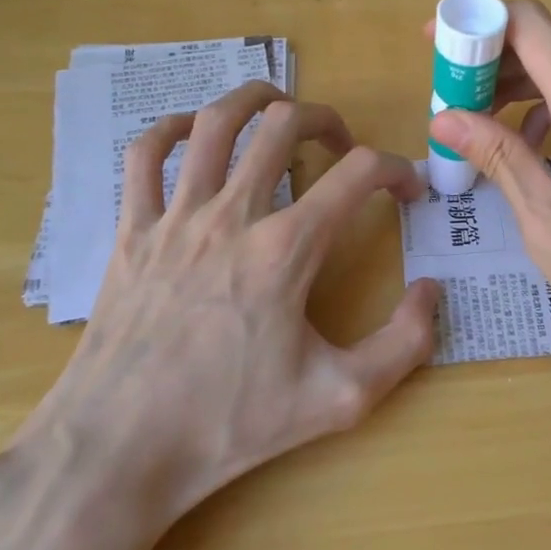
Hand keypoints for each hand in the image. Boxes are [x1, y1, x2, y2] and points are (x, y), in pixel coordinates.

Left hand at [23, 82, 439, 542]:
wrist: (120, 448)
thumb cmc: (230, 424)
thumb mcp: (340, 398)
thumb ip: (404, 344)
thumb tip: (430, 290)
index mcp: (287, 249)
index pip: (359, 174)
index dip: (397, 169)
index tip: (408, 191)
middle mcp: (232, 215)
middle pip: (285, 126)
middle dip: (327, 120)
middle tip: (343, 146)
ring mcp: (175, 217)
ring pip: (215, 123)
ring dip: (254, 101)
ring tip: (279, 108)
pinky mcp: (131, 231)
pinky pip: (144, 156)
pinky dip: (172, 130)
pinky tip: (192, 136)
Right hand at [427, 2, 550, 372]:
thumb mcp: (548, 222)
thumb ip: (500, 158)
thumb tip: (446, 118)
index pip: (530, 26)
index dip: (477, 21)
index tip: (436, 45)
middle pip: (548, 49)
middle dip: (491, 65)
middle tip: (450, 102)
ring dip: (520, 94)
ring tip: (483, 133)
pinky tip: (538, 156)